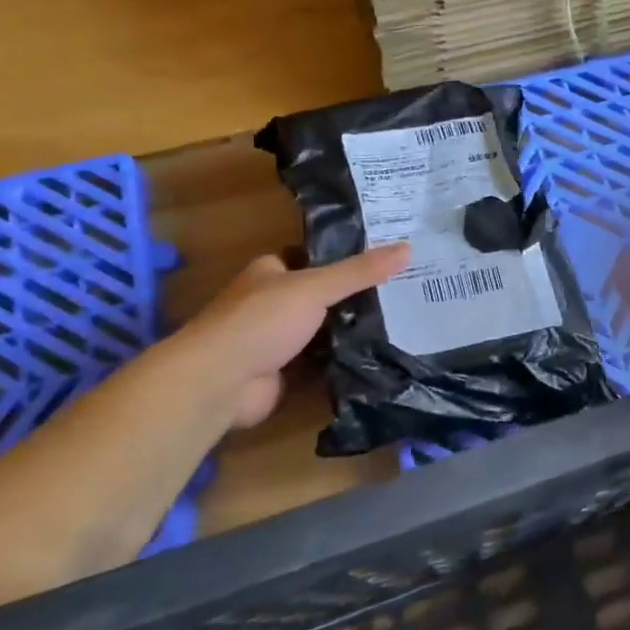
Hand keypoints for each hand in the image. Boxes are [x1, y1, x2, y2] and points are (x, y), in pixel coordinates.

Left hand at [179, 243, 409, 427]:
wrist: (221, 381)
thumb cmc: (261, 321)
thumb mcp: (315, 287)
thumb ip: (359, 271)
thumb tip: (408, 248)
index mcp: (270, 272)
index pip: (313, 258)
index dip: (345, 257)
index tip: (386, 259)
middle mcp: (271, 303)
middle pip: (321, 296)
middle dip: (354, 297)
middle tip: (403, 293)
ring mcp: (276, 340)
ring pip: (322, 330)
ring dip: (350, 331)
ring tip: (401, 323)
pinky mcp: (283, 372)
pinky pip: (320, 363)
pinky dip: (342, 362)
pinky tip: (377, 358)